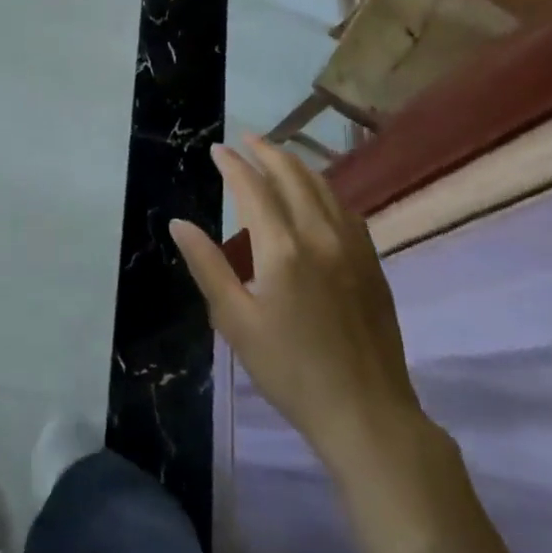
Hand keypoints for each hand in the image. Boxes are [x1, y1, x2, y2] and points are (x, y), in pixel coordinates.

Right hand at [171, 135, 421, 460]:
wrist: (367, 414)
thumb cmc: (290, 370)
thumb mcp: (236, 321)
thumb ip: (207, 266)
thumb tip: (179, 223)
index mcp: (282, 248)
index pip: (253, 188)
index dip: (233, 164)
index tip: (217, 149)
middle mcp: (320, 235)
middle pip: (293, 176)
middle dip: (267, 151)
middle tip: (246, 138)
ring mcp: (354, 247)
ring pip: (324, 188)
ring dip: (297, 165)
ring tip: (276, 156)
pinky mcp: (372, 263)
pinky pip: (345, 209)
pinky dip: (324, 190)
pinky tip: (316, 197)